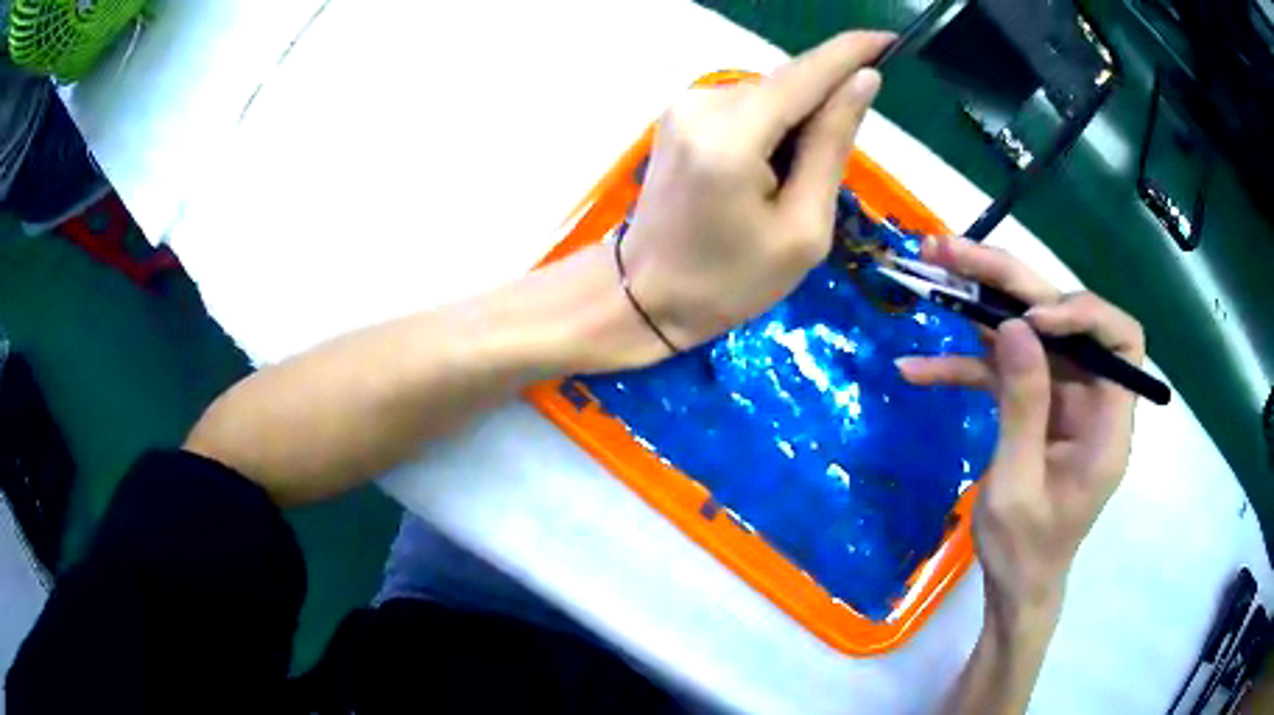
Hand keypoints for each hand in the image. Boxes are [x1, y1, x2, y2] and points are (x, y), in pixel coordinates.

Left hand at [618, 32, 891, 350]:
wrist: (644, 295)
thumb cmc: (730, 280)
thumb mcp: (802, 228)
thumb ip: (831, 146)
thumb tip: (863, 82)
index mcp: (732, 136)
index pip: (806, 74)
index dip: (852, 51)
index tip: (890, 39)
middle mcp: (702, 104)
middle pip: (788, 85)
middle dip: (823, 111)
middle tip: (821, 177)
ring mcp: (684, 106)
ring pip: (768, 96)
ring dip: (795, 125)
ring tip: (785, 188)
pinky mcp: (678, 115)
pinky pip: (744, 107)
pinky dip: (769, 129)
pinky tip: (761, 175)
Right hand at [898, 237, 1144, 619]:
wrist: (1016, 584)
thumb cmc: (1026, 550)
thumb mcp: (1018, 486)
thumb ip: (1023, 407)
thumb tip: (1013, 327)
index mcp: (1108, 421)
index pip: (1118, 338)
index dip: (1081, 313)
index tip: (1031, 319)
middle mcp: (1091, 396)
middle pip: (1061, 318)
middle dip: (1010, 283)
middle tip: (952, 253)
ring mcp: (1060, 397)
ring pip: (1028, 333)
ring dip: (981, 304)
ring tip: (932, 274)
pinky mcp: (1032, 404)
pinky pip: (1003, 371)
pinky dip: (964, 366)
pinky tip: (918, 369)